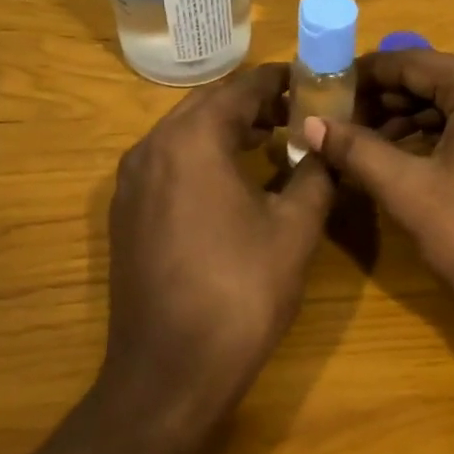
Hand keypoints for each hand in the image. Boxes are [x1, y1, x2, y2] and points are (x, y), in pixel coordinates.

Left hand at [100, 64, 335, 426]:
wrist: (168, 373)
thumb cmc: (240, 293)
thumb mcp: (294, 228)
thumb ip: (315, 173)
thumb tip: (327, 145)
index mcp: (191, 141)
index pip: (241, 87)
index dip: (281, 80)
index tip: (314, 81)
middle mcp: (151, 148)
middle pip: (209, 104)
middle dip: (255, 102)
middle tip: (300, 111)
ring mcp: (131, 182)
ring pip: (185, 132)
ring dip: (229, 128)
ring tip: (275, 139)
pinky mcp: (126, 213)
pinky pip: (169, 162)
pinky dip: (204, 155)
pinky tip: (236, 178)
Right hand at [303, 48, 453, 341]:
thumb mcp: (410, 192)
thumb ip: (357, 151)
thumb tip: (311, 124)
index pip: (409, 62)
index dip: (361, 75)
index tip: (321, 91)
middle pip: (431, 79)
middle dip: (381, 100)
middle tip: (334, 123)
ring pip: (450, 104)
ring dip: (404, 120)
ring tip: (358, 145)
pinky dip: (433, 136)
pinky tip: (399, 159)